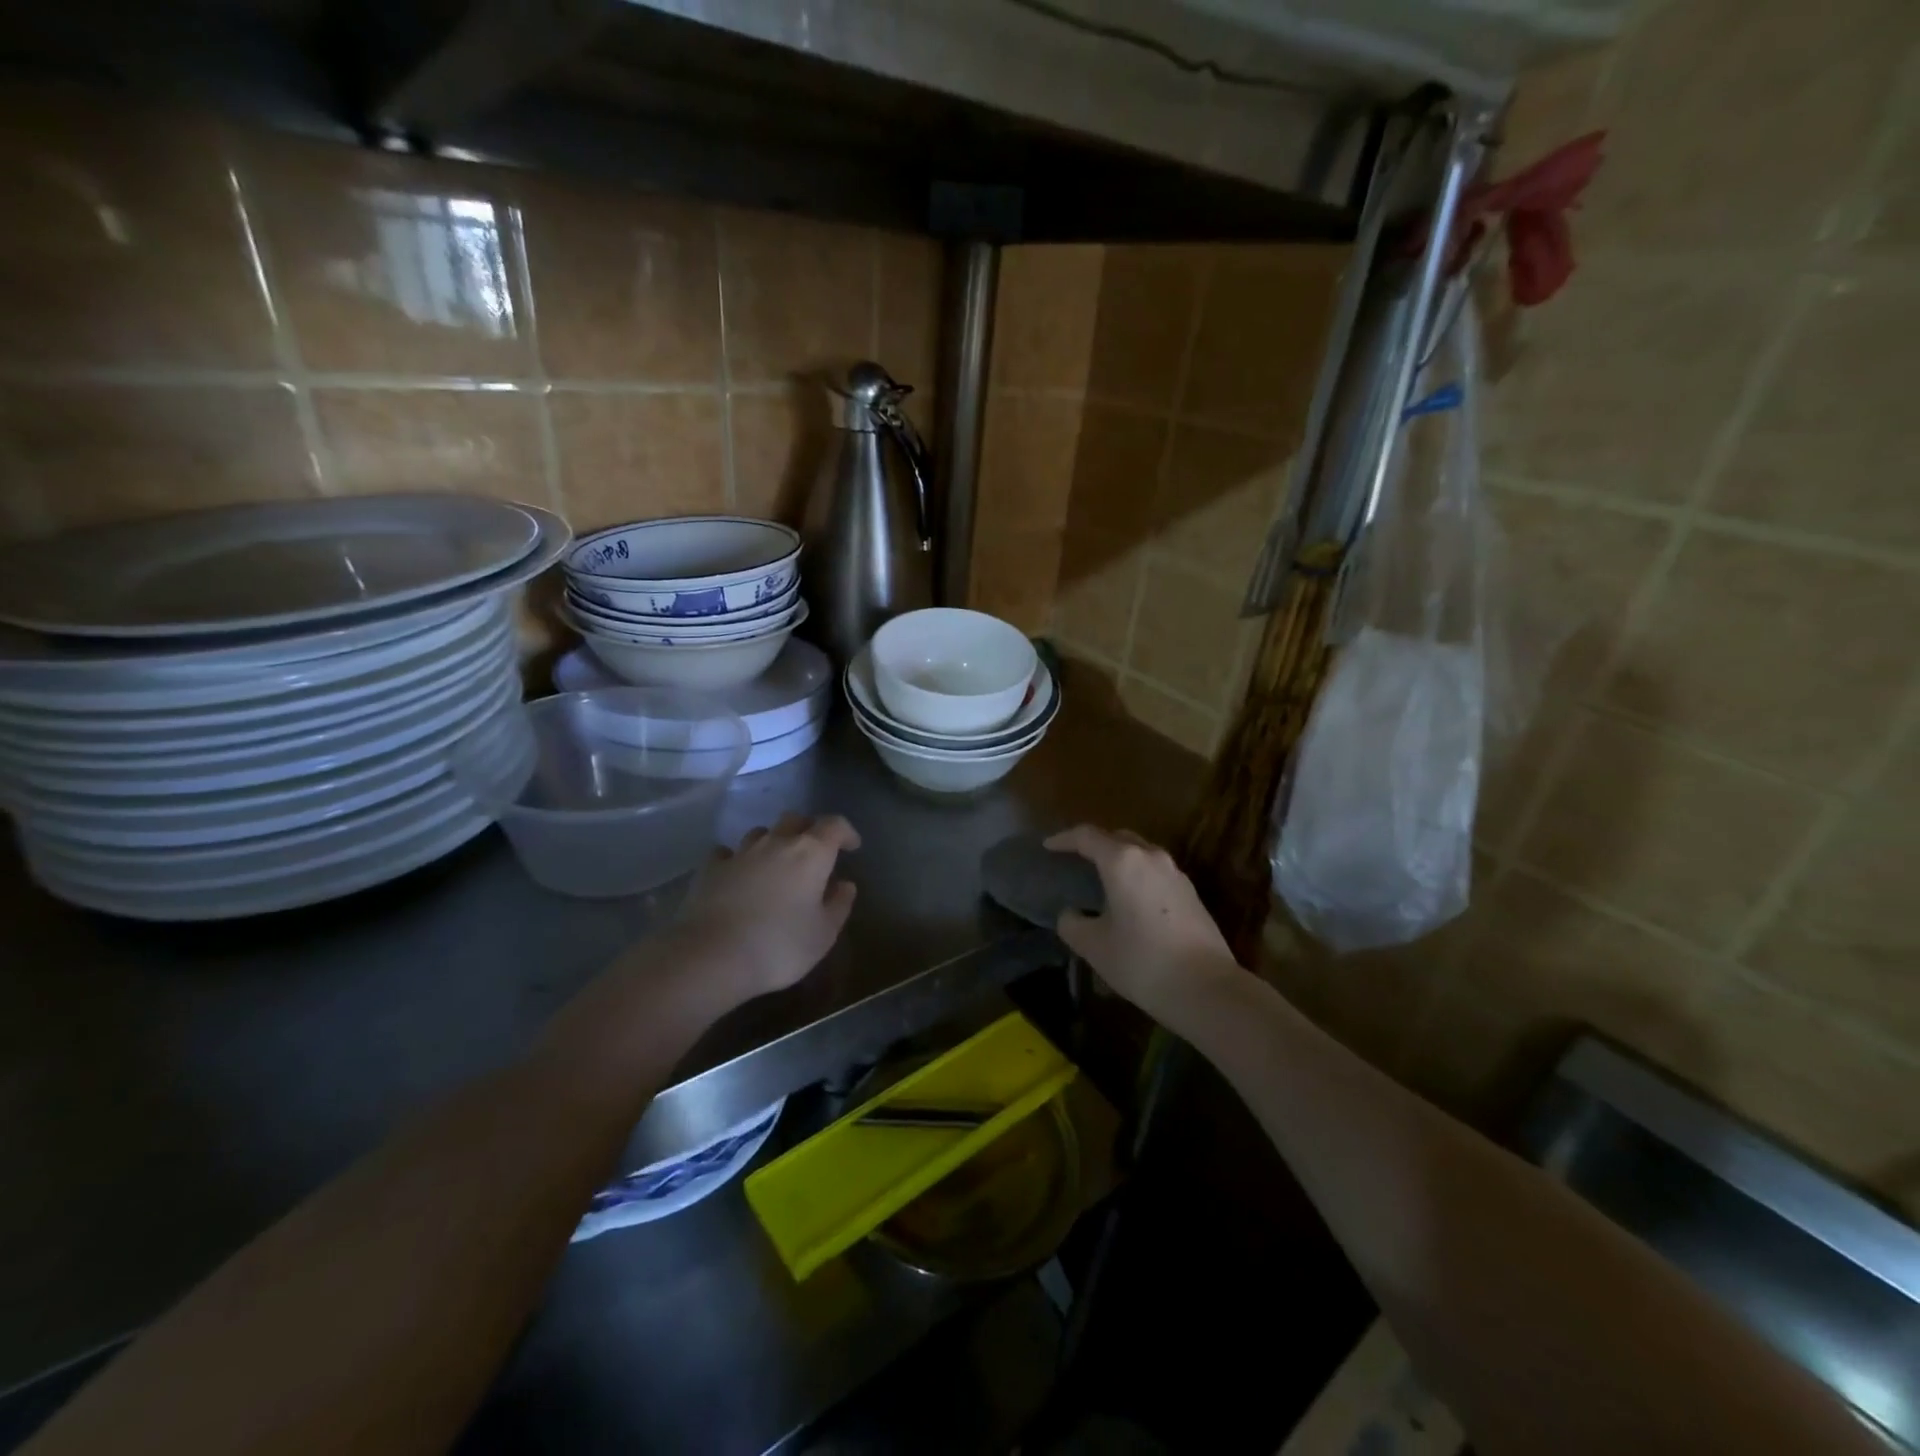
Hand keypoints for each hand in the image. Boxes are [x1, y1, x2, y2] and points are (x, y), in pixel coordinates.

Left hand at [679, 812, 860, 1000]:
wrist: (711, 957)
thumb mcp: (823, 934)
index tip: (852, 846)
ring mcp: (740, 853)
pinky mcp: (710, 868)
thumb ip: (839, 905)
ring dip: (773, 842)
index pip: (834, 825)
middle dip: (809, 830)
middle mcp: (776, 843)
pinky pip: (727, 852)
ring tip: (776, 864)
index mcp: (811, 854)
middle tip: (815, 853)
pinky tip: (737, 874)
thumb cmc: (779, 946)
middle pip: (796, 820)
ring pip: (762, 832)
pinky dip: (737, 859)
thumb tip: (844, 885)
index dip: (846, 832)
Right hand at [1044, 825, 1239, 1023]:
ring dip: (1119, 859)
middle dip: (1094, 844)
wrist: (1207, 989)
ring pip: (1140, 853)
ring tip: (1101, 878)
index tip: (1047, 846)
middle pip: (1117, 838)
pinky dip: (1137, 874)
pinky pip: (1155, 871)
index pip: (1087, 836)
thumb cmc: (1142, 961)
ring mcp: (1175, 874)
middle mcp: (1151, 857)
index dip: (1063, 839)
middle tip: (1075, 859)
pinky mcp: (1191, 893)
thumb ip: (1072, 924)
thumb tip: (1071, 914)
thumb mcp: (1094, 946)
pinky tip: (1129, 898)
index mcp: (1122, 862)